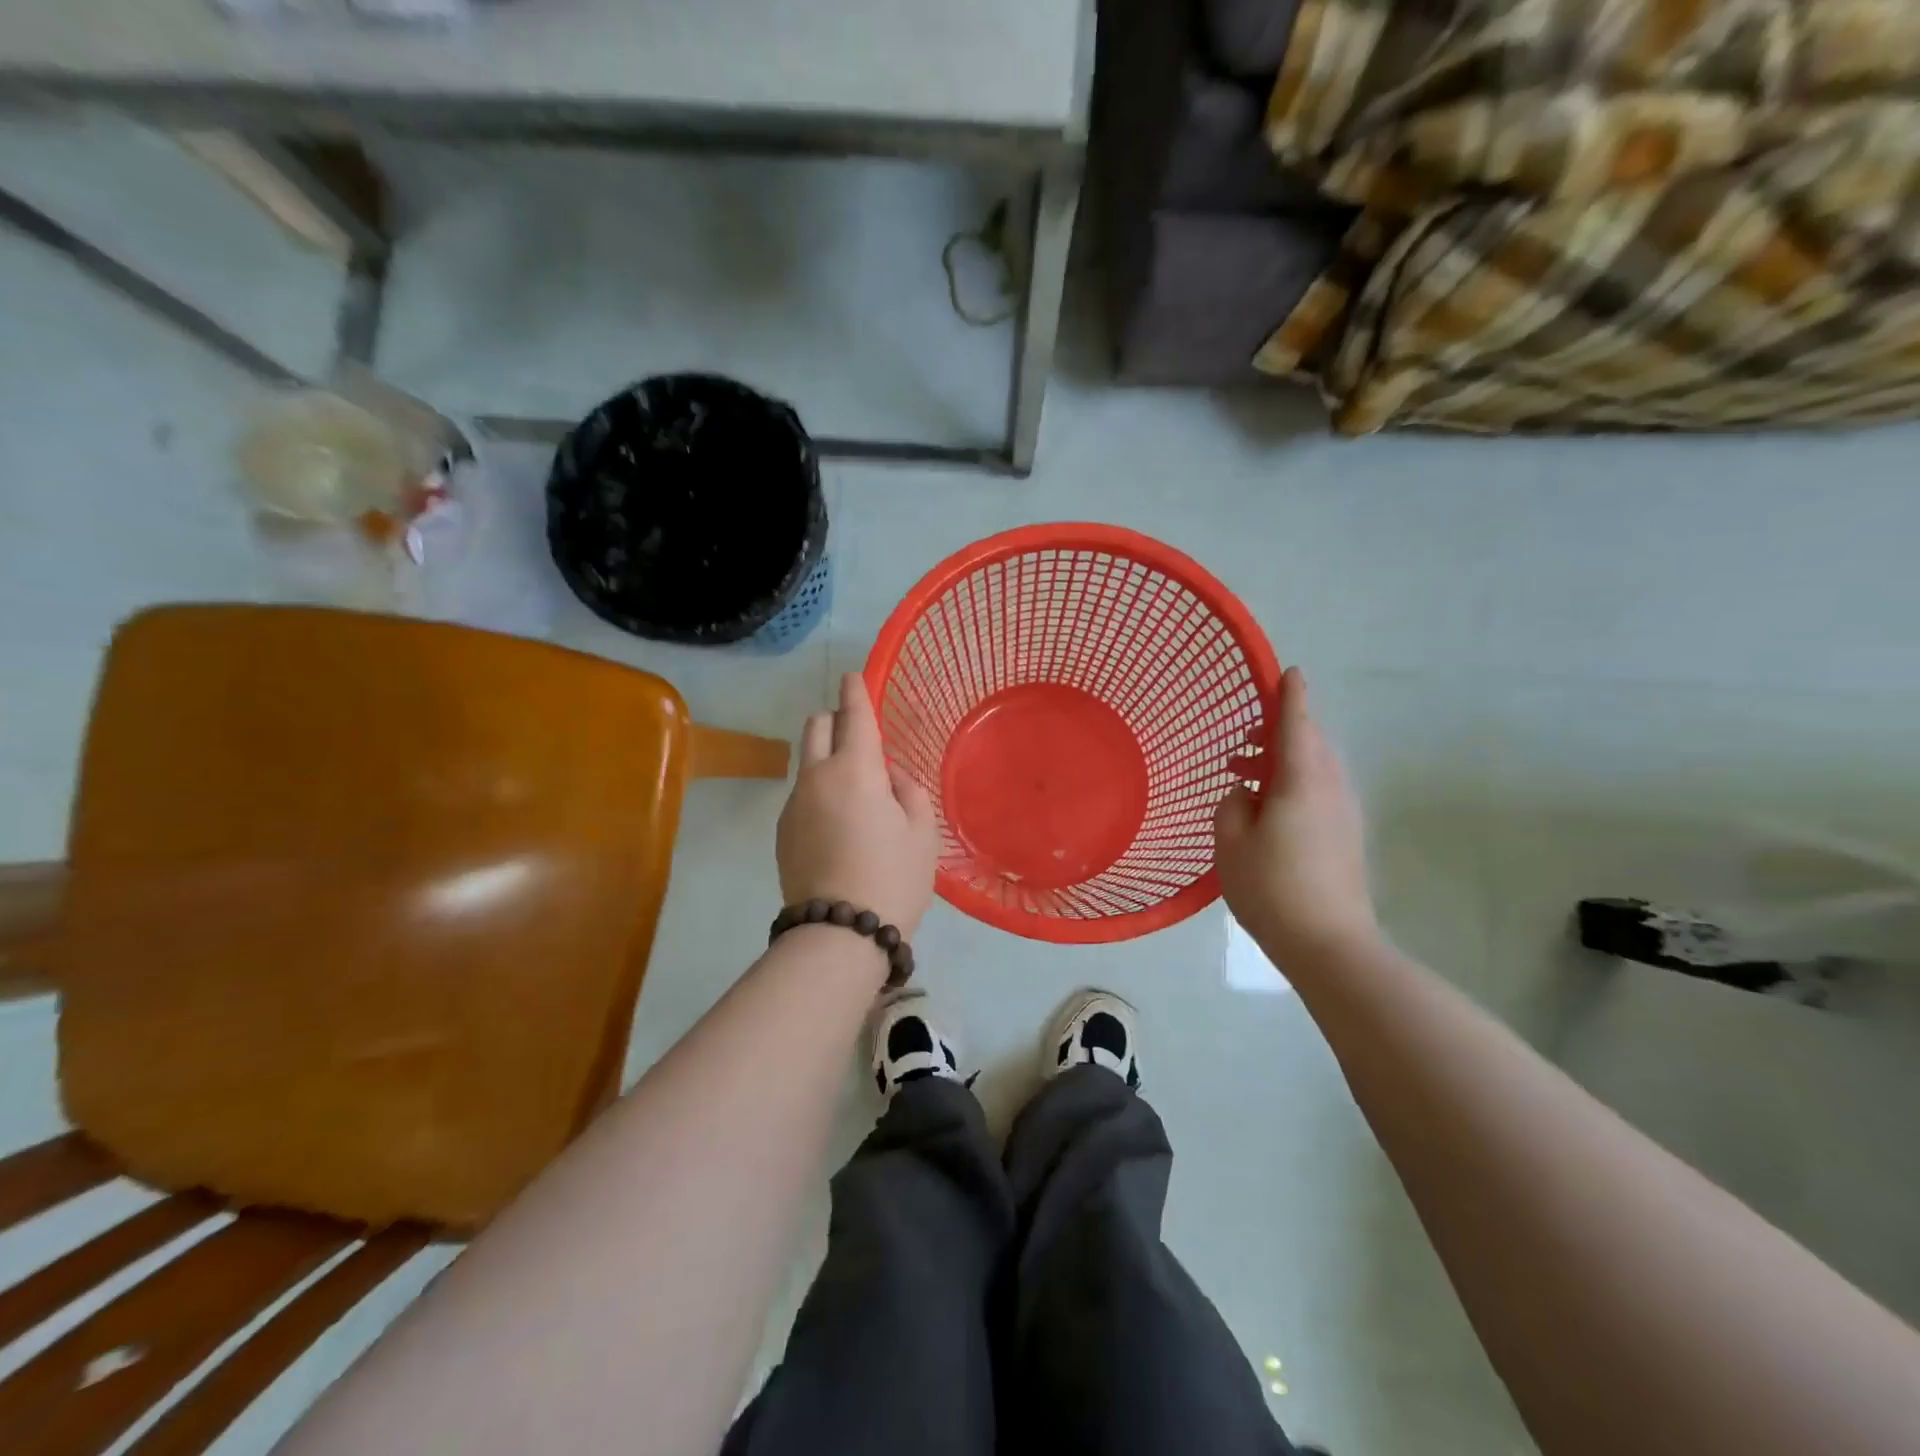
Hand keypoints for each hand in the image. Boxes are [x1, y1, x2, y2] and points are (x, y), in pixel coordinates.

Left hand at [777, 672, 939, 936]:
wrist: (839, 933)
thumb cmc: (892, 877)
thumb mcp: (922, 831)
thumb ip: (907, 790)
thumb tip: (887, 777)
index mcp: (854, 769)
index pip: (854, 715)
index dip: (855, 691)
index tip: (853, 676)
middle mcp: (816, 777)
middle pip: (817, 727)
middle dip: (835, 720)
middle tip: (860, 739)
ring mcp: (793, 803)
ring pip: (807, 762)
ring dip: (828, 759)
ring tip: (855, 795)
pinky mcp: (782, 830)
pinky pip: (802, 794)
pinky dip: (819, 792)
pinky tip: (838, 826)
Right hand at [1214, 667, 1379, 963]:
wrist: (1330, 943)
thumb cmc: (1272, 887)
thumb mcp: (1231, 843)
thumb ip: (1232, 806)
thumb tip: (1245, 794)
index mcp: (1301, 780)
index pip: (1296, 723)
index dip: (1290, 695)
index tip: (1289, 671)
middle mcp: (1329, 788)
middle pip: (1309, 744)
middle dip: (1277, 734)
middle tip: (1241, 745)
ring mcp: (1342, 813)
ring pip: (1313, 770)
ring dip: (1281, 763)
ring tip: (1243, 779)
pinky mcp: (1345, 836)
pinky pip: (1318, 792)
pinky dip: (1292, 786)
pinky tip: (1265, 812)